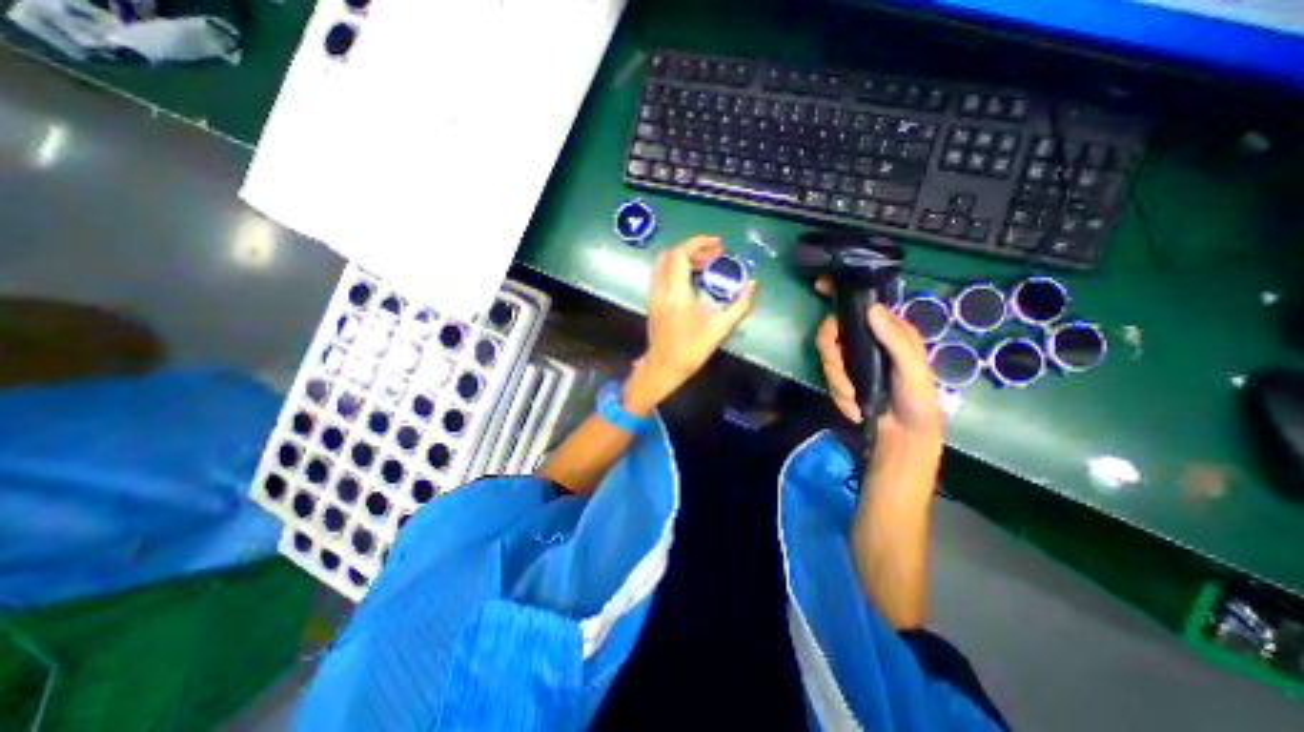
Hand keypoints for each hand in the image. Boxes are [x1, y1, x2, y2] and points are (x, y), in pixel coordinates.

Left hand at [622, 239, 754, 413]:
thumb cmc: (692, 350)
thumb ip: (740, 305)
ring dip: (683, 258)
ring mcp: (653, 295)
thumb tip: (753, 284)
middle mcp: (661, 290)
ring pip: (663, 263)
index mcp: (676, 294)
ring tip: (705, 263)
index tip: (717, 245)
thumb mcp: (720, 329)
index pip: (680, 256)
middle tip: (714, 255)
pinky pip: (660, 274)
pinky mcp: (651, 301)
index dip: (698, 244)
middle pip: (671, 255)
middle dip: (693, 249)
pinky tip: (691, 277)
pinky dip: (675, 268)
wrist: (664, 367)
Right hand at [813, 274, 944, 443]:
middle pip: (831, 331)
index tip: (819, 285)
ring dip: (836, 381)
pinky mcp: (843, 377)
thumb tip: (870, 308)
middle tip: (839, 375)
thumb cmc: (917, 398)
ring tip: (851, 399)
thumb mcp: (912, 368)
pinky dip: (838, 394)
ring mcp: (852, 359)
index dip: (839, 293)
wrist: (903, 434)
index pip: (861, 304)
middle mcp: (867, 339)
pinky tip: (853, 407)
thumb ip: (894, 338)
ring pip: (827, 356)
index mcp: (888, 330)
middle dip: (831, 356)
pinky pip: (829, 377)